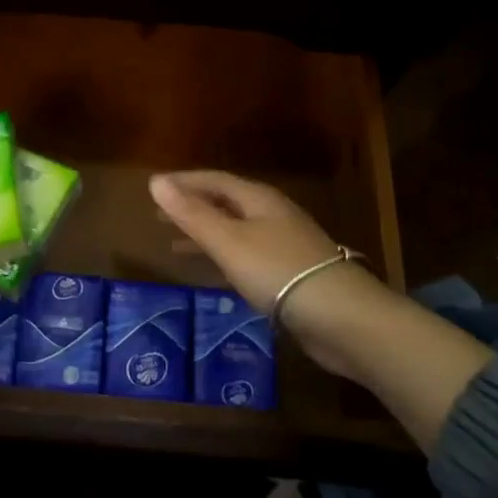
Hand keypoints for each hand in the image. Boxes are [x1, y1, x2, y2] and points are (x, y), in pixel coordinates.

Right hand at [148, 170, 396, 381]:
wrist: (343, 318)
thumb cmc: (279, 271)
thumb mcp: (228, 241)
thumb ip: (192, 214)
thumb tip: (155, 181)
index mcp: (258, 199)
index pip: (214, 180)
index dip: (184, 182)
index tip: (155, 188)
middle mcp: (272, 215)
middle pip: (225, 203)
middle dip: (192, 207)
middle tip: (158, 216)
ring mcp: (284, 245)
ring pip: (235, 231)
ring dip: (205, 234)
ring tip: (175, 245)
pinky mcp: (291, 275)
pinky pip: (246, 256)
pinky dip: (223, 258)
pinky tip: (214, 273)